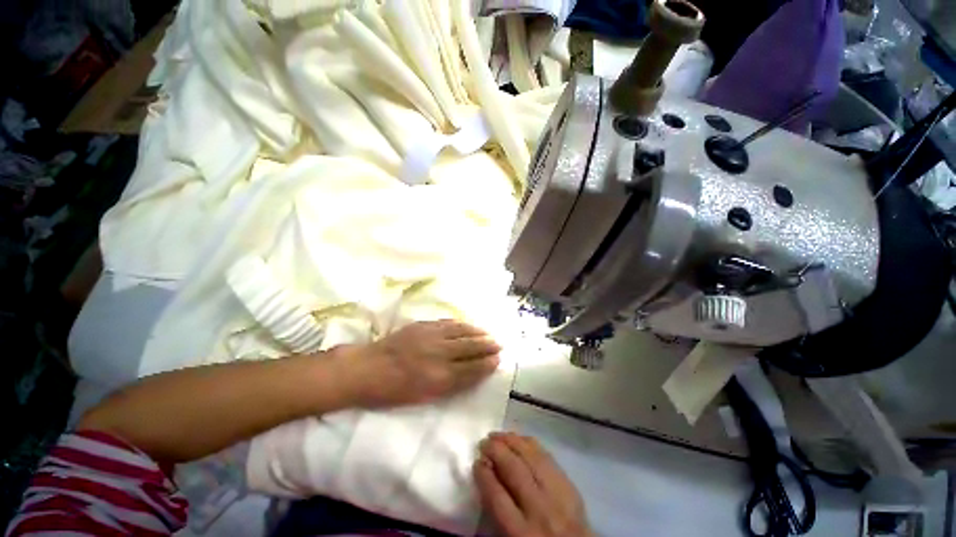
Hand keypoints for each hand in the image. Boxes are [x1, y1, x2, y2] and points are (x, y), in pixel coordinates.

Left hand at [340, 320, 500, 408]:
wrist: (367, 368)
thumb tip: (470, 374)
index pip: (471, 369)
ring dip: (478, 333)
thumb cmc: (392, 391)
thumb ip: (449, 385)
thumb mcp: (423, 396)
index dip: (486, 364)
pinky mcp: (423, 325)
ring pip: (462, 332)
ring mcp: (431, 336)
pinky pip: (448, 323)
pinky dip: (462, 324)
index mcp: (439, 377)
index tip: (497, 360)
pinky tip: (468, 325)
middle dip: (487, 346)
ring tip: (489, 334)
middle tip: (499, 345)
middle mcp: (439, 354)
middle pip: (470, 348)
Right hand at [474, 432, 591, 536]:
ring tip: (499, 435)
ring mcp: (557, 494)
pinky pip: (548, 457)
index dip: (484, 475)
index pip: (497, 496)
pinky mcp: (569, 485)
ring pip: (532, 457)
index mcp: (521, 533)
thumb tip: (486, 478)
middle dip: (496, 451)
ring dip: (512, 441)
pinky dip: (532, 445)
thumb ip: (498, 514)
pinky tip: (521, 439)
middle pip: (514, 470)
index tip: (476, 462)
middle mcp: (539, 509)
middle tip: (484, 442)